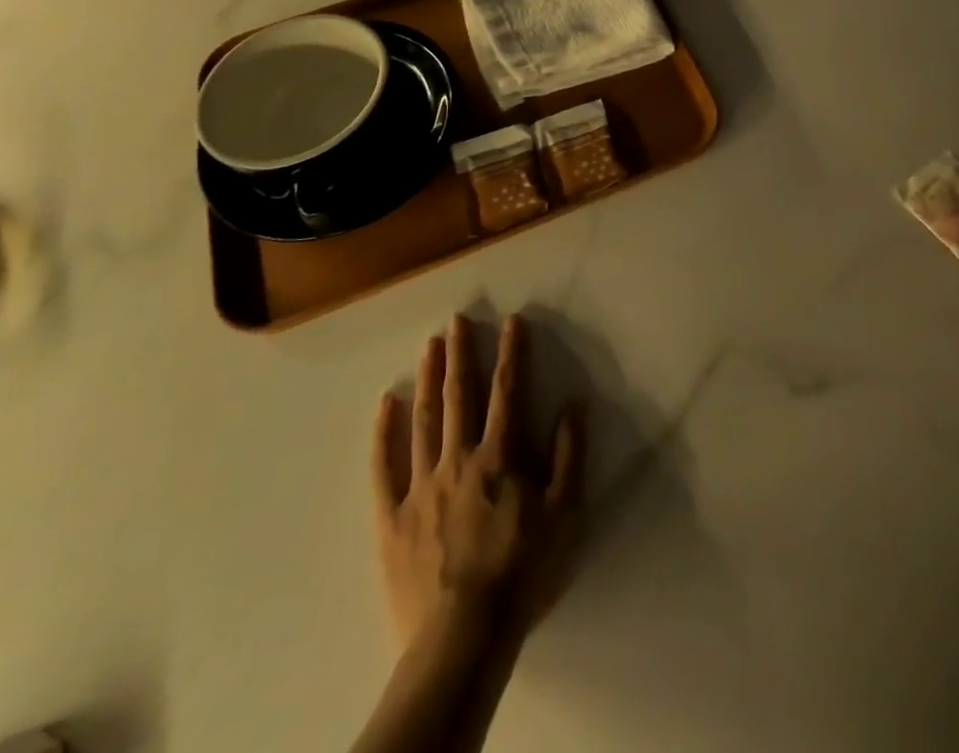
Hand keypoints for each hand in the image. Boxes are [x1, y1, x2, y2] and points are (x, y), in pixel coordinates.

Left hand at [371, 314, 582, 652]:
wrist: (463, 638)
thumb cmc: (522, 572)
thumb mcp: (565, 514)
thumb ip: (569, 456)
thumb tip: (574, 405)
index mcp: (501, 457)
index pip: (508, 392)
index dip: (512, 353)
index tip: (512, 321)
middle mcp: (459, 458)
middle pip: (460, 396)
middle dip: (462, 354)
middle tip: (457, 319)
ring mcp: (421, 485)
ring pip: (424, 419)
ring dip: (429, 378)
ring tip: (429, 344)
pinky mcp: (392, 517)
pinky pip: (384, 466)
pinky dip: (384, 432)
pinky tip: (386, 402)